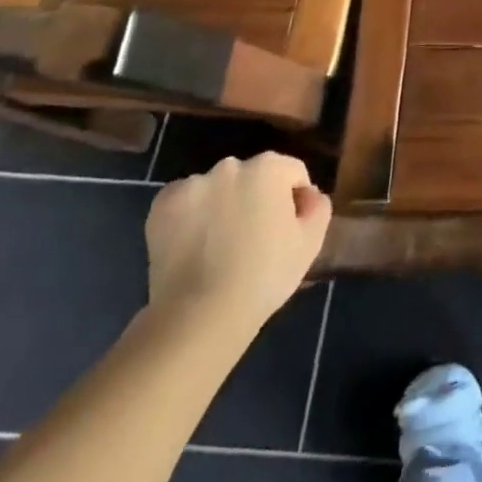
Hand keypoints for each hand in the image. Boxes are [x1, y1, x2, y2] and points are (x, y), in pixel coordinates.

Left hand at [145, 153, 331, 341]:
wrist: (199, 316)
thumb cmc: (264, 276)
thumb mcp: (311, 243)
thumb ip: (318, 206)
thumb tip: (307, 195)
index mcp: (270, 167)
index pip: (292, 173)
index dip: (294, 200)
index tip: (287, 230)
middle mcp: (231, 165)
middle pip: (253, 176)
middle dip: (257, 199)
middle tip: (254, 239)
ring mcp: (193, 184)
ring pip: (218, 188)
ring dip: (223, 205)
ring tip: (220, 247)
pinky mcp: (163, 205)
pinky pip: (186, 201)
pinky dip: (191, 215)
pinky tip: (195, 245)